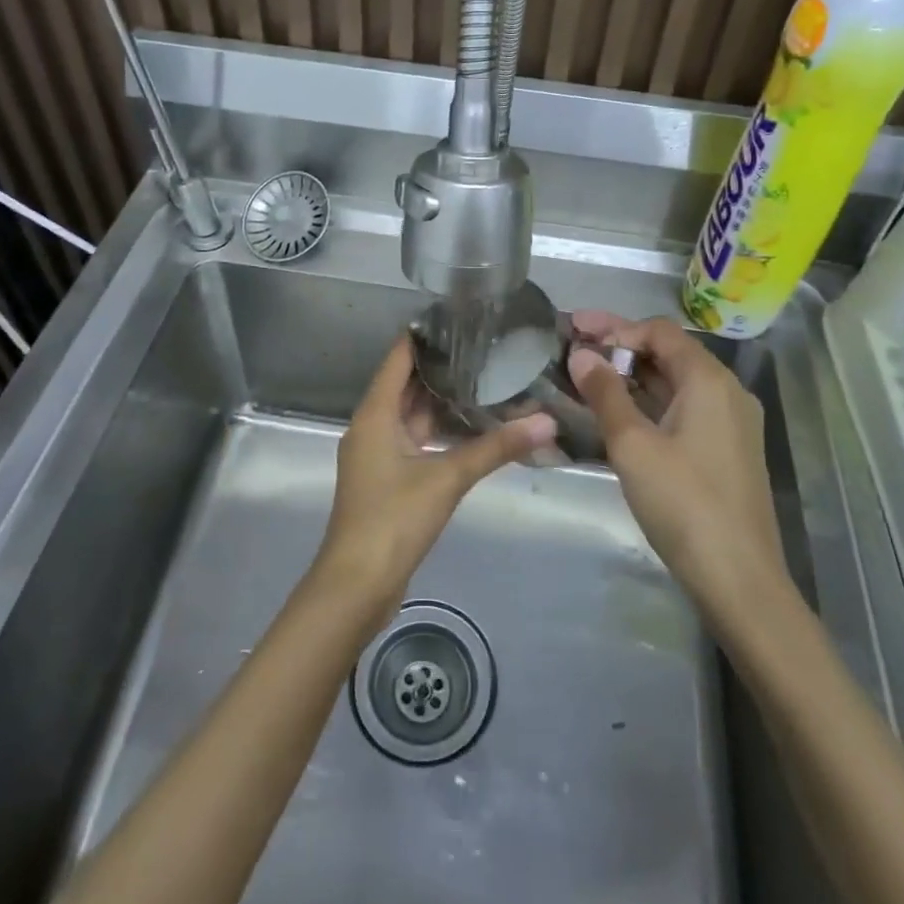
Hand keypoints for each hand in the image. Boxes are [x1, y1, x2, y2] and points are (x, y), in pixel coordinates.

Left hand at [316, 334, 554, 611]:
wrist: (356, 585)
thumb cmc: (393, 519)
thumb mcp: (447, 477)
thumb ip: (496, 447)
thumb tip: (546, 421)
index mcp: (375, 414)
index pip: (398, 358)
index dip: (425, 336)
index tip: (459, 318)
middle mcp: (371, 426)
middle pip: (404, 384)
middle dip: (440, 366)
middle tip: (483, 346)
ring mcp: (376, 454)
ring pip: (410, 414)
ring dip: (440, 400)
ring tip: (483, 379)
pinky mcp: (386, 478)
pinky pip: (413, 439)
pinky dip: (436, 429)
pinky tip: (468, 427)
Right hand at [568, 312, 788, 624]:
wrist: (739, 579)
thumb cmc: (683, 502)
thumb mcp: (632, 444)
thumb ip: (604, 393)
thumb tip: (581, 354)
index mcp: (709, 380)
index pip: (658, 332)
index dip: (614, 326)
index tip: (574, 330)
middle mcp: (726, 392)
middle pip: (668, 353)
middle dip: (620, 347)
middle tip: (573, 348)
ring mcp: (730, 423)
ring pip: (675, 383)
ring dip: (632, 376)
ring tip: (586, 376)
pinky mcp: (725, 450)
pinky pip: (682, 409)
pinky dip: (648, 402)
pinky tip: (617, 411)